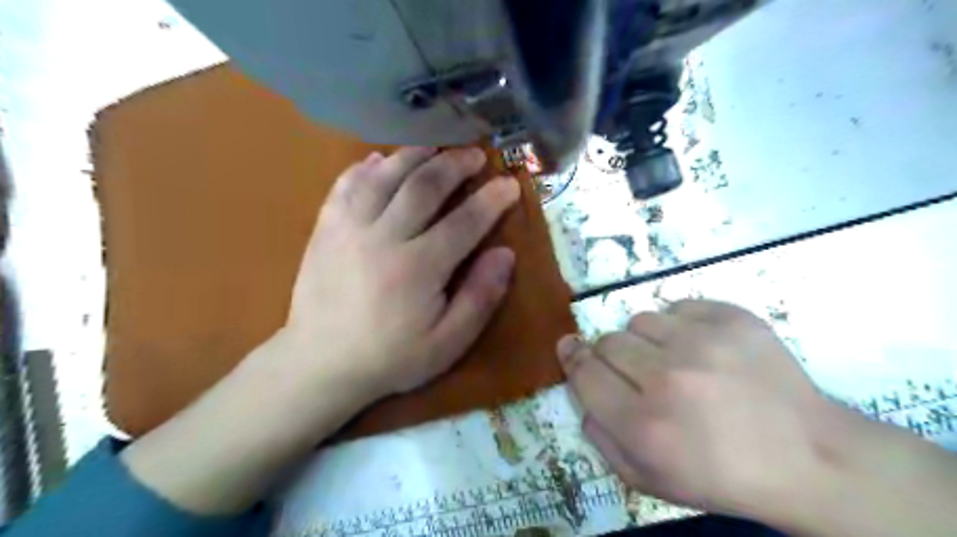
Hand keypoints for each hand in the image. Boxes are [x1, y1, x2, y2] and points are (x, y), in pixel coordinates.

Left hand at [281, 145, 520, 397]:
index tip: (510, 183)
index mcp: (419, 267)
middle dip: (455, 165)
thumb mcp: (448, 342)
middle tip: (475, 154)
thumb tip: (505, 254)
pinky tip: (380, 160)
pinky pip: (346, 184)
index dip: (492, 199)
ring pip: (386, 176)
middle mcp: (384, 237)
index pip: (465, 221)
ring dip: (414, 156)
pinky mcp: (325, 228)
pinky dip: (365, 167)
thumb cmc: (391, 357)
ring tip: (435, 147)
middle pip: (424, 186)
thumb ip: (480, 297)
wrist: (320, 364)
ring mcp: (349, 228)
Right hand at [558, 302, 839, 523]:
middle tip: (637, 372)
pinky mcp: (733, 319)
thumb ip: (601, 439)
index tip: (570, 348)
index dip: (573, 358)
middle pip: (607, 341)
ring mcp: (703, 343)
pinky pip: (679, 307)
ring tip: (674, 360)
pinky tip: (702, 348)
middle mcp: (667, 378)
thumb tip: (583, 392)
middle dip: (611, 356)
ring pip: (640, 320)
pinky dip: (681, 325)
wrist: (808, 458)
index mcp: (643, 425)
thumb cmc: (722, 476)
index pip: (584, 372)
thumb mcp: (648, 480)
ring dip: (646, 340)